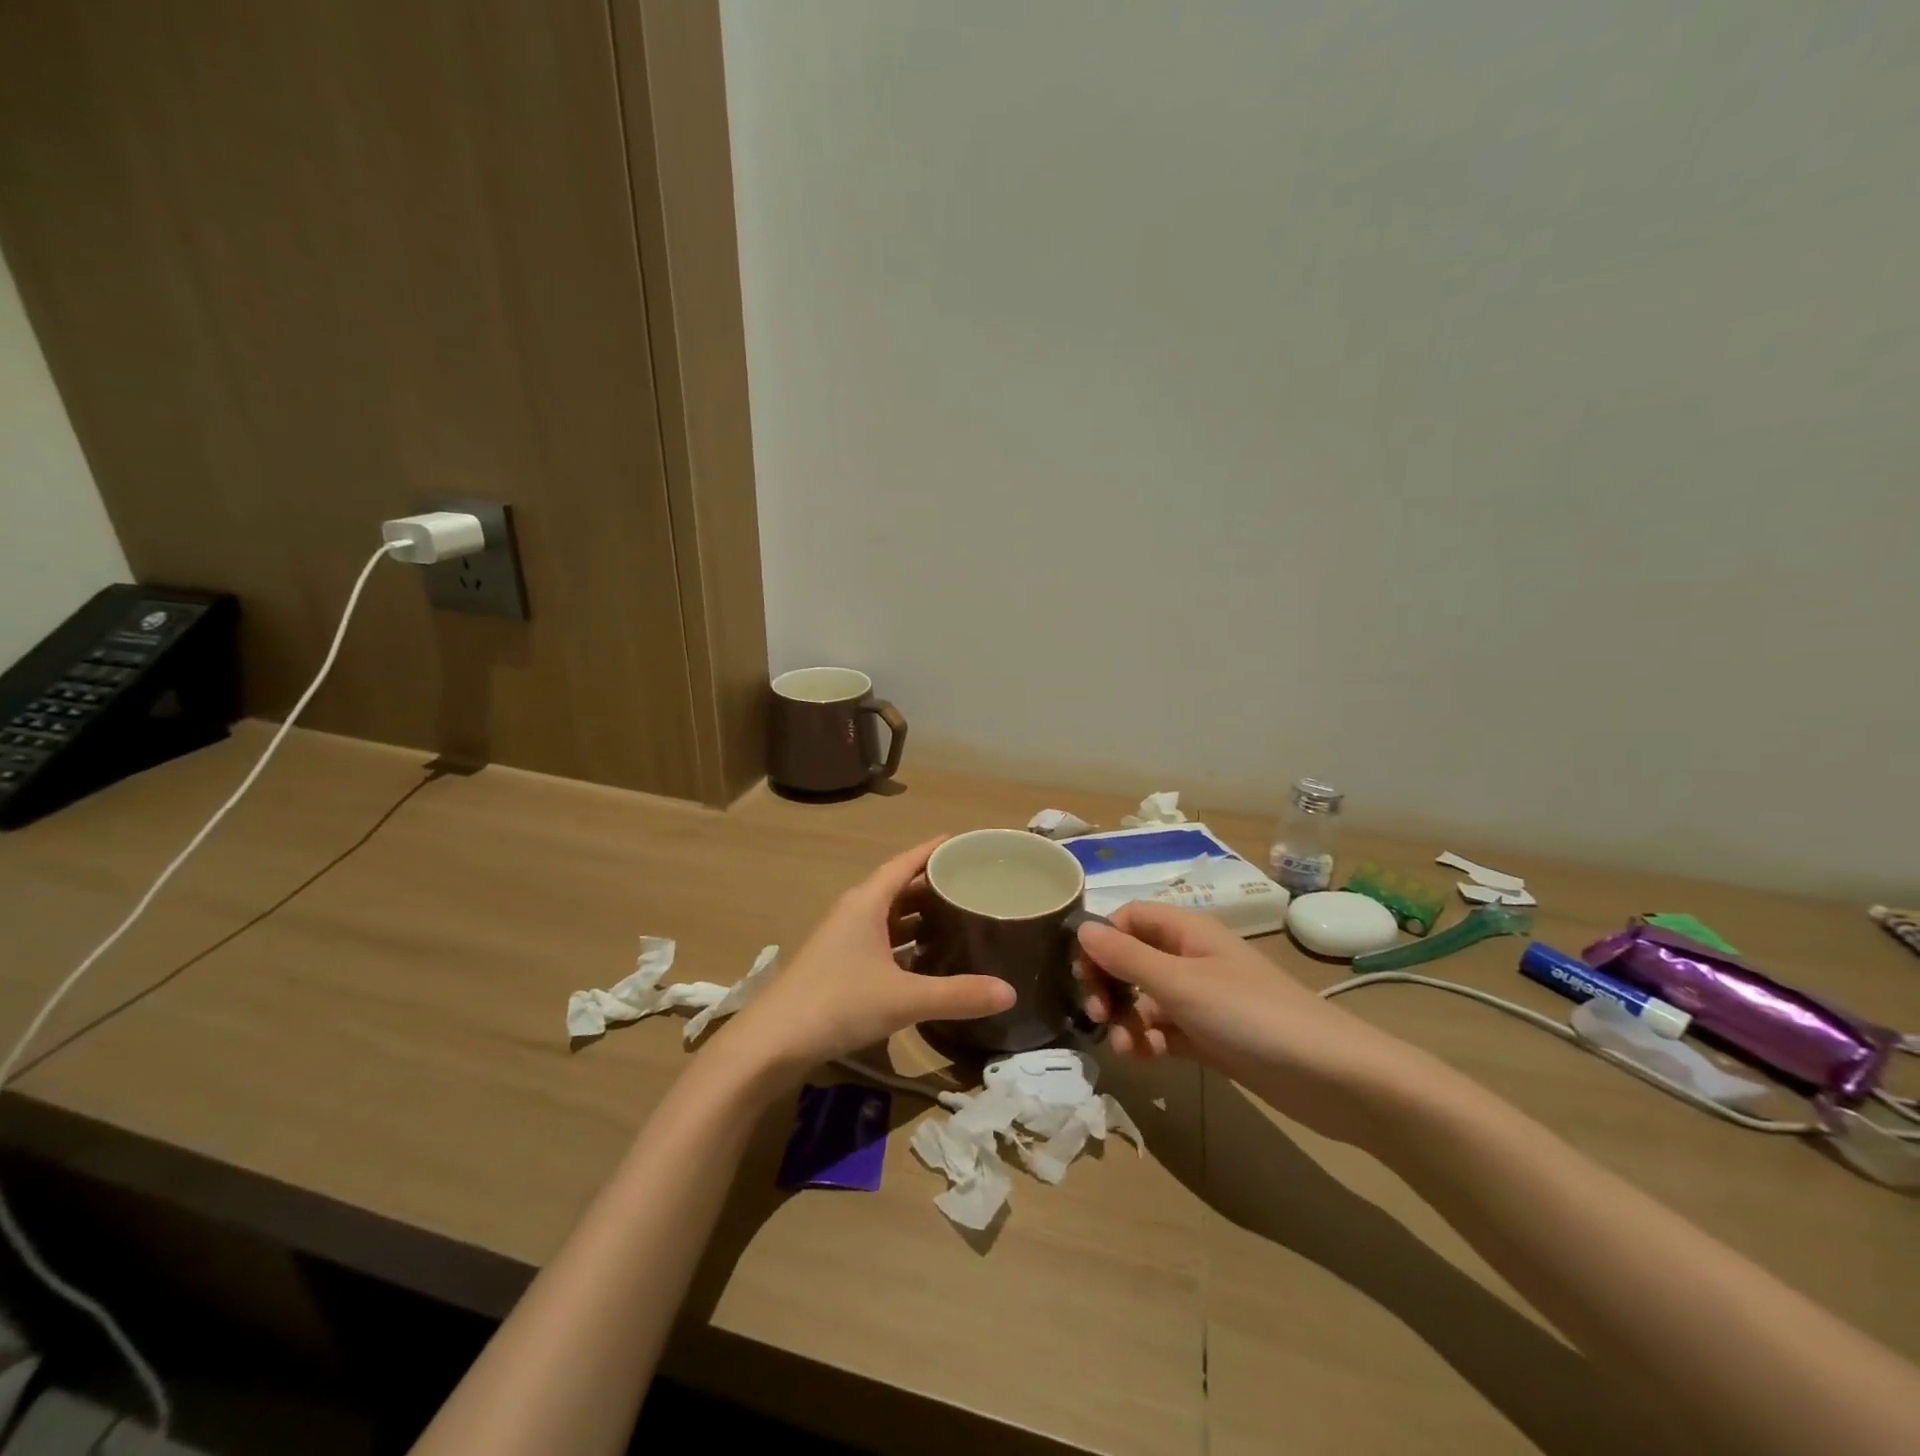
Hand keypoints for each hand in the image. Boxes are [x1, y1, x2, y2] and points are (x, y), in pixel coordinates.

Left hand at [717, 838, 1015, 1079]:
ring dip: (919, 914)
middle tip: (973, 882)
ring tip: (958, 916)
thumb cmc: (837, 1003)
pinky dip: (906, 942)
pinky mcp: (839, 966)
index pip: (905, 862)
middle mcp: (855, 913)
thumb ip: (957, 995)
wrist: (771, 1043)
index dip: (934, 849)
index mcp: (866, 902)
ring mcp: (844, 940)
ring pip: (889, 916)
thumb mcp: (903, 998)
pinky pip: (881, 941)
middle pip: (899, 887)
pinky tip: (928, 958)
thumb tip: (1010, 992)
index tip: (964, 842)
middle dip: (933, 883)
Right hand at [1075, 902, 1438, 1144]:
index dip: (1101, 941)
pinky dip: (1148, 1042)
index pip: (1127, 918)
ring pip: (1144, 999)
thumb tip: (1082, 929)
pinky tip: (1145, 1060)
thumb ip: (1127, 957)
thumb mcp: (1180, 984)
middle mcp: (1191, 958)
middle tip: (1098, 1016)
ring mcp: (1202, 999)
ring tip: (1126, 1049)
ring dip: (1126, 1020)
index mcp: (1186, 931)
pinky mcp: (1210, 1036)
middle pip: (1131, 959)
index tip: (1084, 976)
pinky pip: (1164, 1030)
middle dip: (1109, 985)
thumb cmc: (1251, 1016)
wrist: (1331, 1077)